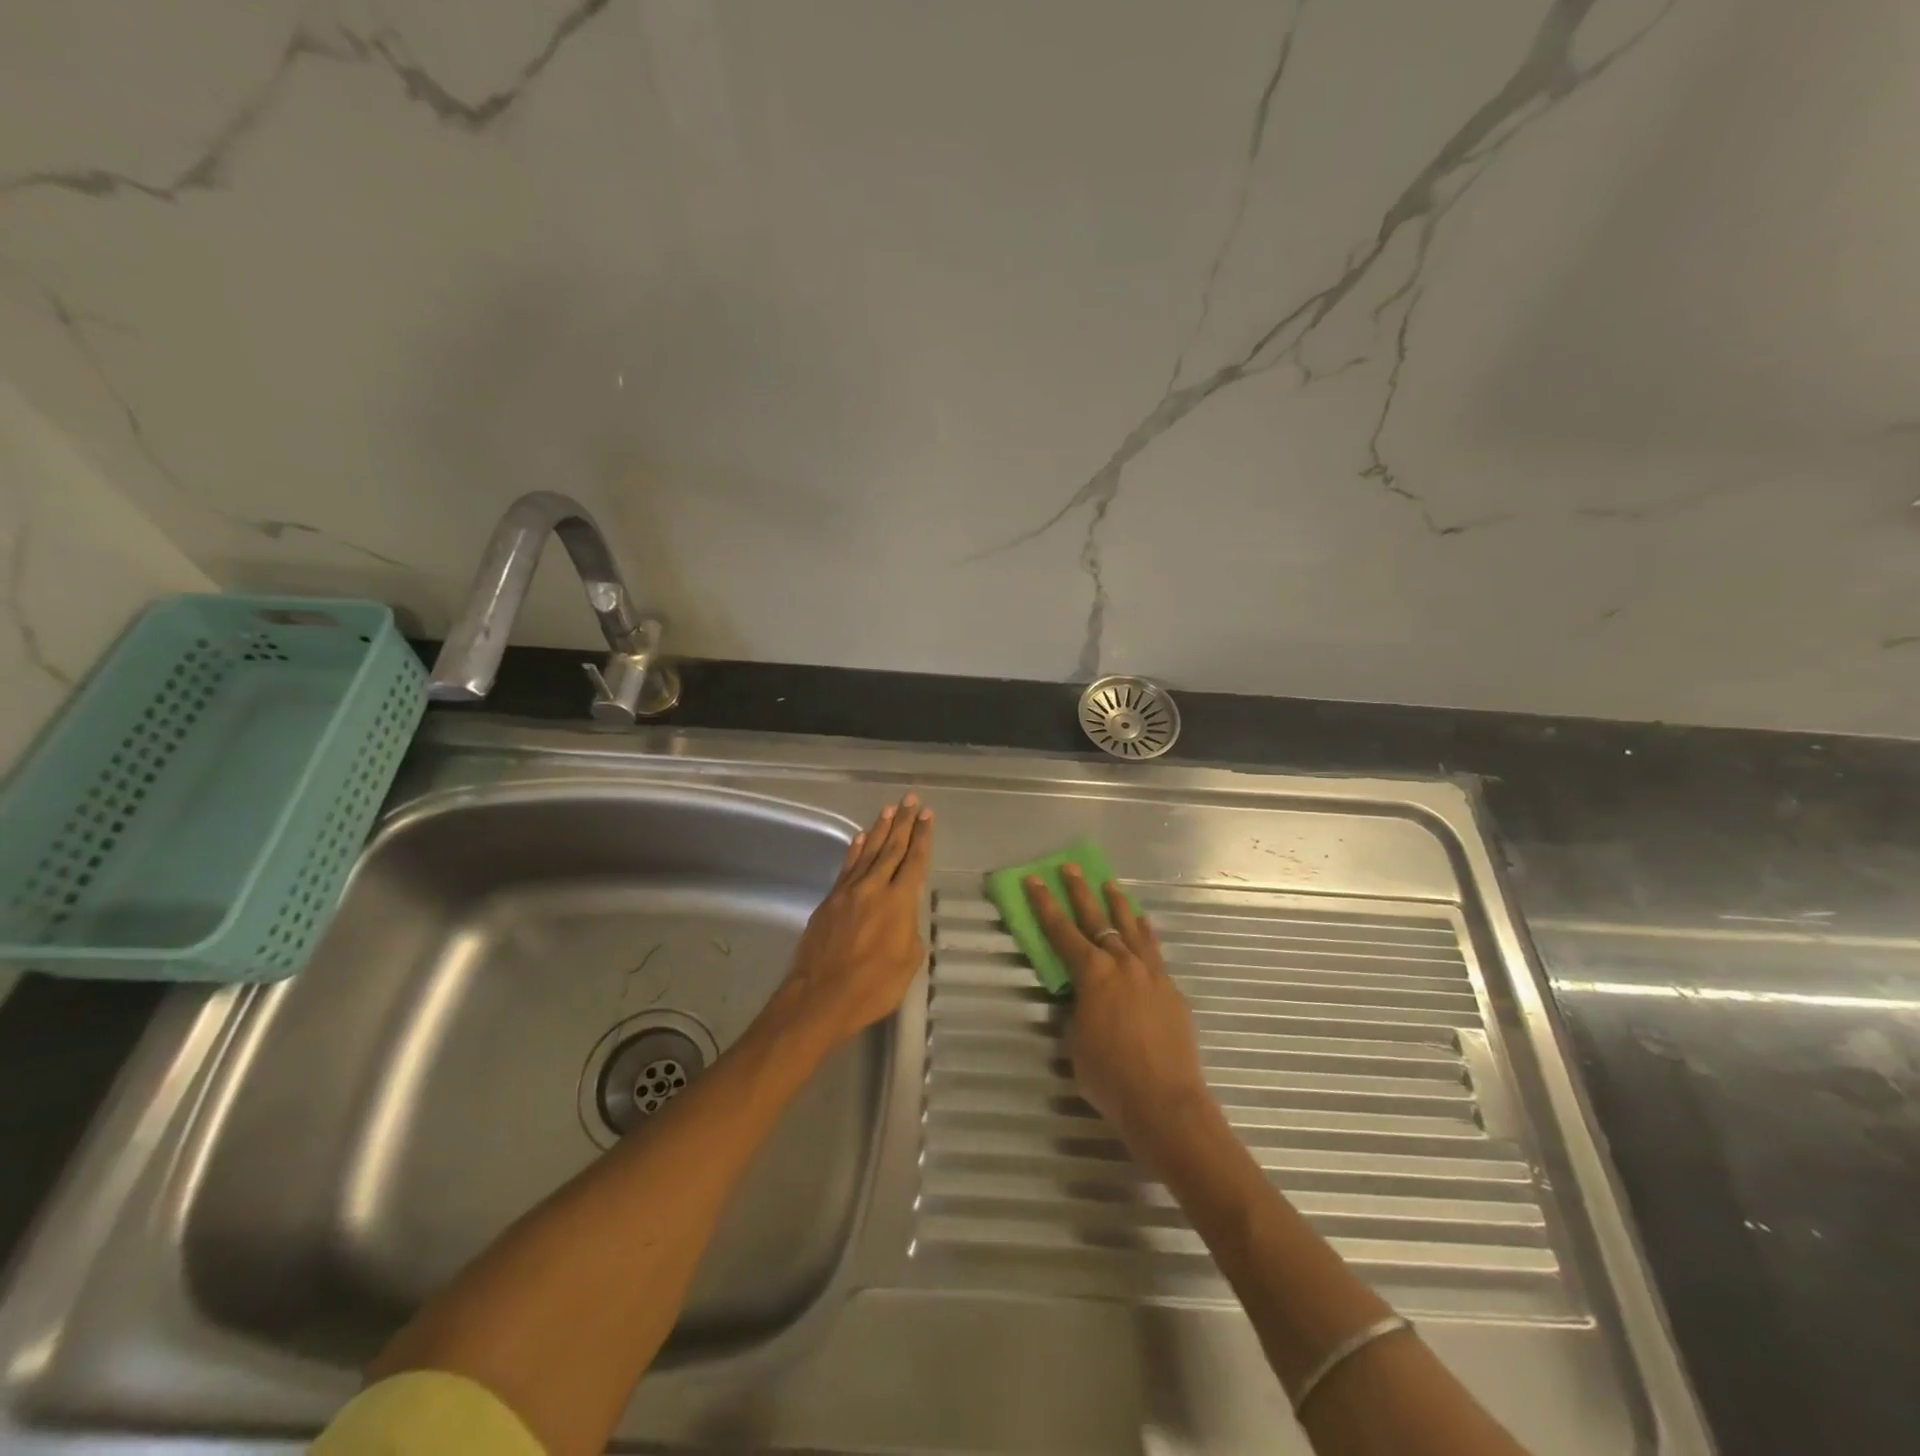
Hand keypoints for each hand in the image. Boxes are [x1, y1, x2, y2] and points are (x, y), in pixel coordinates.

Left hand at [779, 795, 934, 1046]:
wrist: (820, 997)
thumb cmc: (872, 987)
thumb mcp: (908, 963)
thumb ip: (910, 933)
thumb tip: (904, 919)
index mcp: (899, 902)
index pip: (915, 861)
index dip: (923, 837)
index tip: (928, 815)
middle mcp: (874, 888)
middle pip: (892, 848)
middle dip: (904, 823)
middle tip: (911, 800)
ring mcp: (849, 892)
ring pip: (868, 852)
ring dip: (880, 829)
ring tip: (889, 809)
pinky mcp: (829, 901)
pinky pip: (847, 867)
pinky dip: (855, 850)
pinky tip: (860, 837)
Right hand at [1024, 865, 1214, 1161]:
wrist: (1166, 1102)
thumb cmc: (1110, 1078)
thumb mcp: (1076, 1044)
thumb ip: (1077, 1012)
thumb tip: (1083, 999)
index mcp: (1092, 974)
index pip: (1062, 932)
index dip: (1044, 905)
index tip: (1034, 880)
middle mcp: (1122, 964)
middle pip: (1098, 919)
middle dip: (1080, 892)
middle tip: (1070, 868)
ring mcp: (1151, 974)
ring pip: (1131, 928)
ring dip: (1118, 905)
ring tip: (1110, 885)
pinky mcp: (1172, 989)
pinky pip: (1154, 950)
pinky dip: (1145, 932)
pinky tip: (1143, 924)